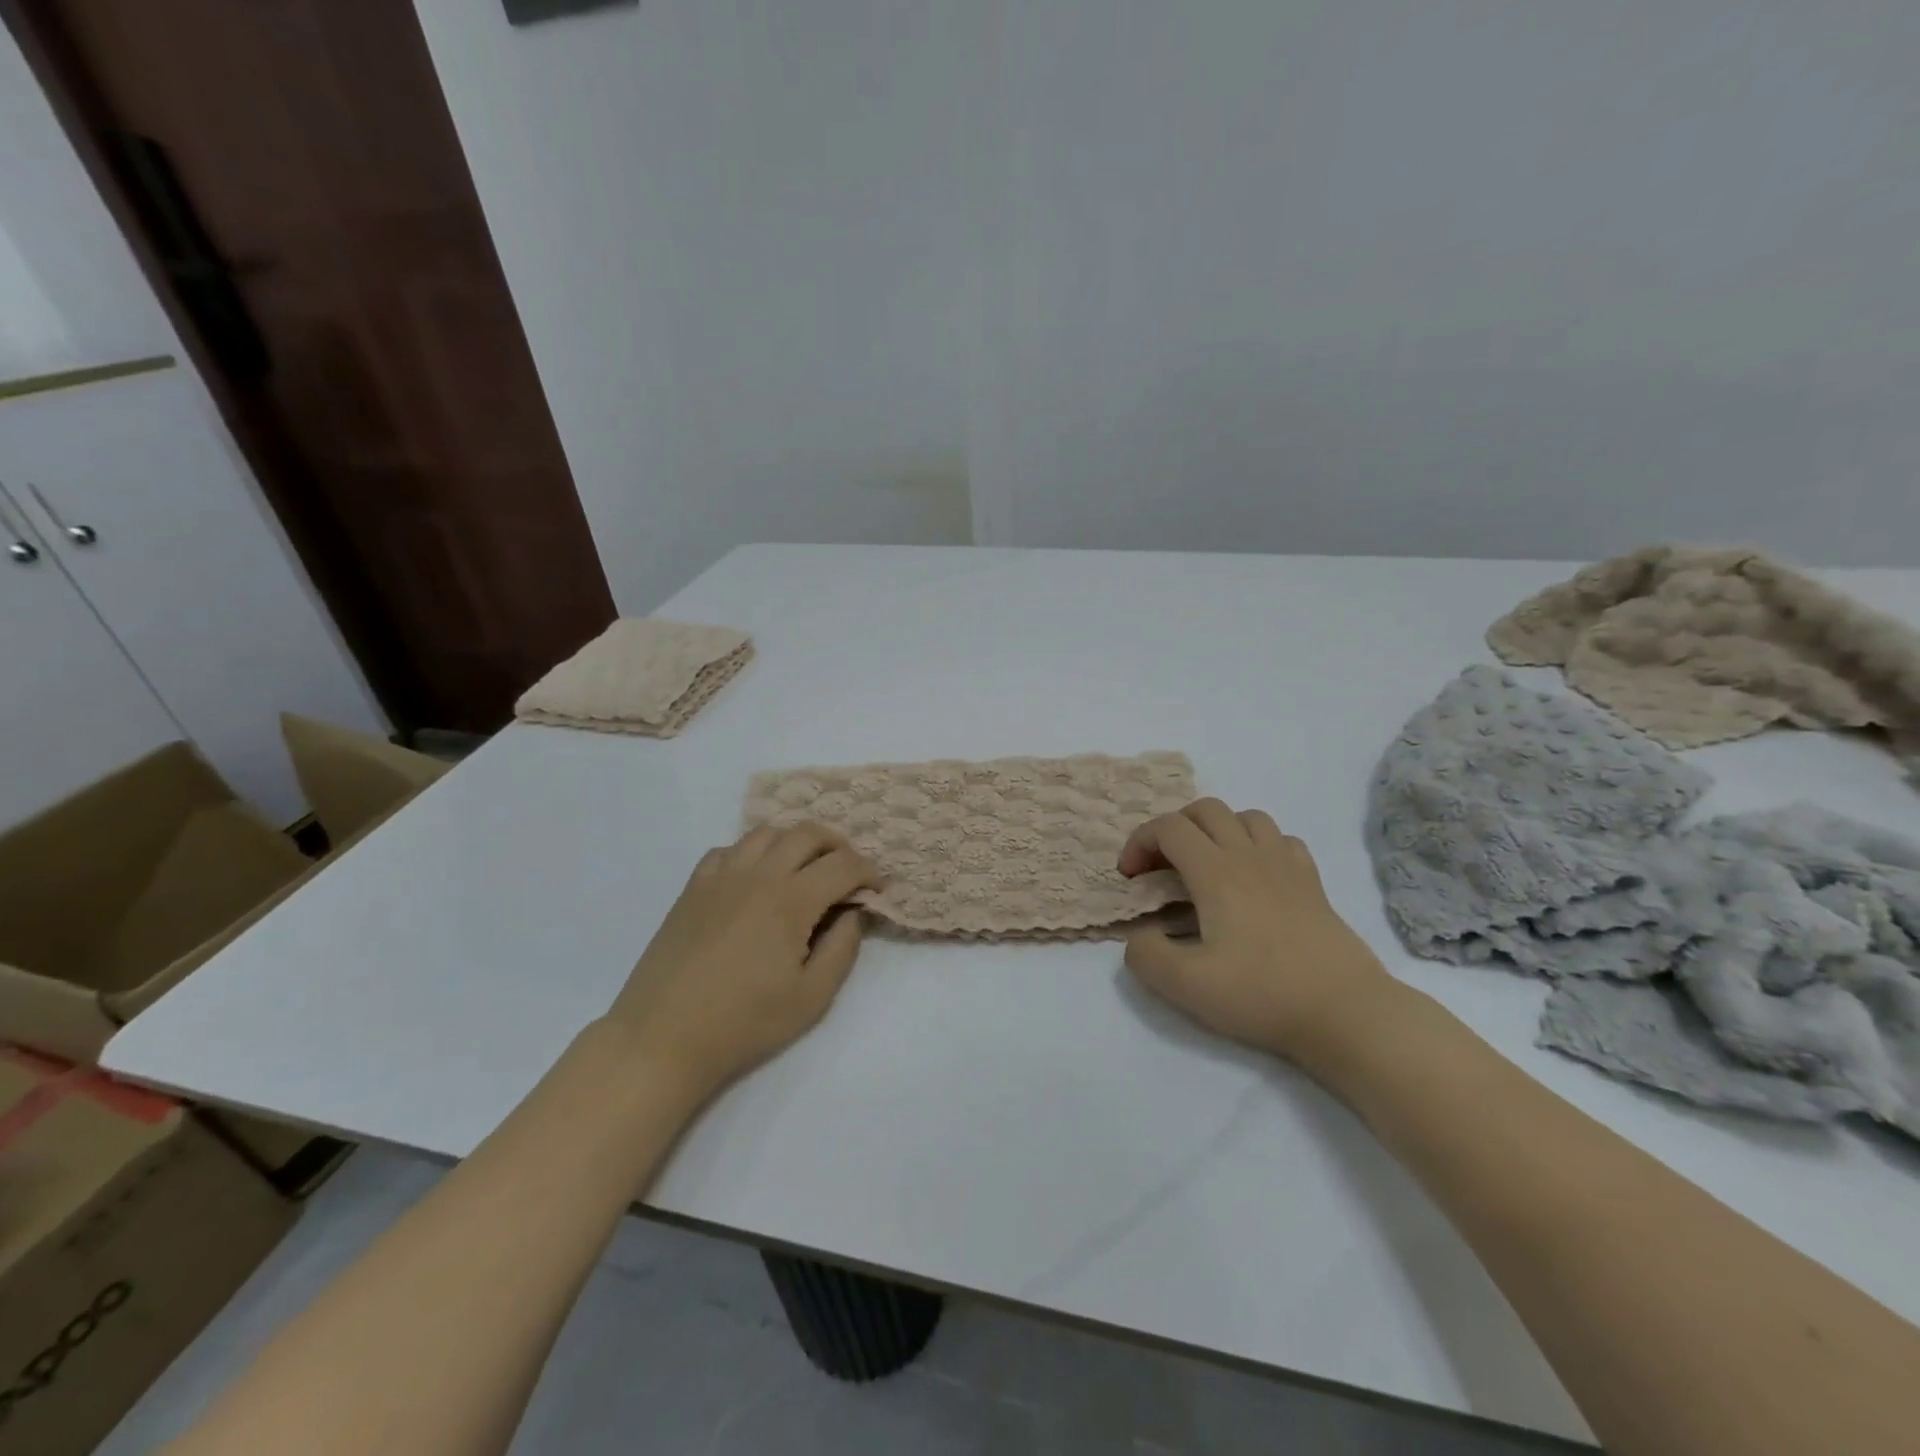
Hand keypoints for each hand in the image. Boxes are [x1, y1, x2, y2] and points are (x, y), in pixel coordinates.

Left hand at [606, 823, 881, 1099]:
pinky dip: (752, 853)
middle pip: (807, 834)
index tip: (877, 889)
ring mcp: (721, 876)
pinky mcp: (693, 887)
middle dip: (837, 846)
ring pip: (767, 833)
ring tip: (804, 869)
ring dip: (795, 842)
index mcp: (791, 900)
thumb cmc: (744, 1023)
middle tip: (846, 872)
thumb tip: (852, 913)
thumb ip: (842, 948)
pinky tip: (755, 879)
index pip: (842, 865)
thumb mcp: (812, 998)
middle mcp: (758, 874)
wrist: (662, 1037)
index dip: (868, 872)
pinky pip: (728, 849)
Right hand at [1119, 799, 1399, 1066]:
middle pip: (1205, 809)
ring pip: (1246, 817)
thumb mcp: (1185, 985)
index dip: (1139, 842)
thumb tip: (1141, 933)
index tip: (1131, 878)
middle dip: (1173, 828)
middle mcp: (1250, 856)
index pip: (1168, 827)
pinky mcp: (1313, 883)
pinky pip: (1281, 839)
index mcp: (1215, 872)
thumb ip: (1145, 954)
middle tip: (1162, 867)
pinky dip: (1258, 845)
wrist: (1345, 1012)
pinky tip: (1254, 877)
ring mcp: (1287, 865)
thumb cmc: (1262, 994)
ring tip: (1207, 866)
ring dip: (1216, 830)